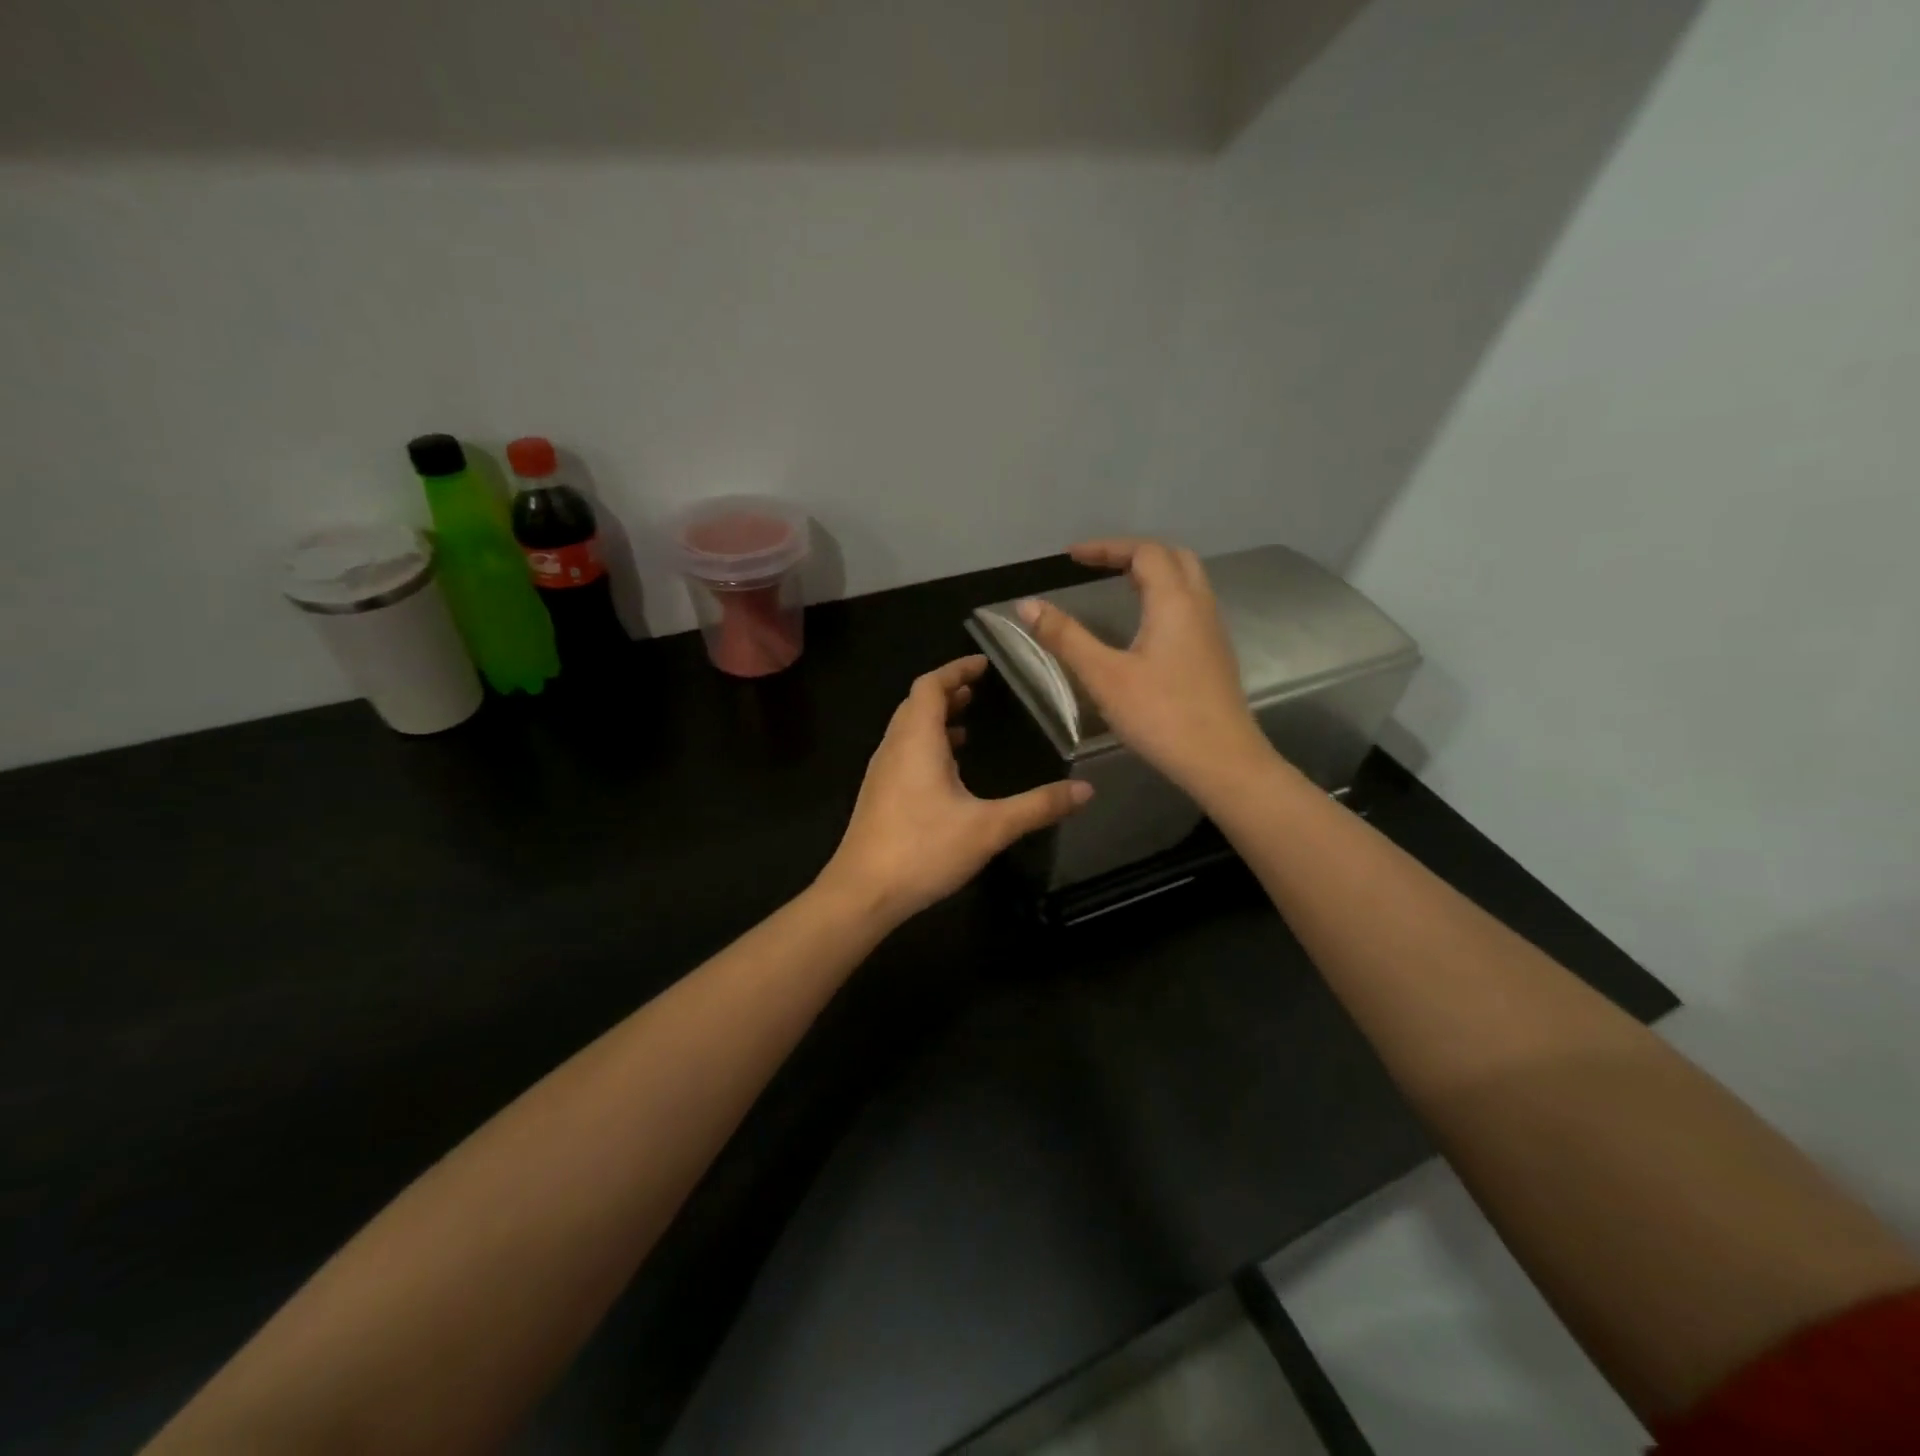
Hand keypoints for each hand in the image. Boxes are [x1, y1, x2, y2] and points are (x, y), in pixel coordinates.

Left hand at [818, 656, 1092, 923]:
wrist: (862, 893)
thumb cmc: (923, 850)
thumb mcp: (989, 828)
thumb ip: (1038, 806)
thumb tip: (1087, 790)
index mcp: (916, 740)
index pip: (931, 686)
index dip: (956, 670)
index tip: (983, 664)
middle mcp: (894, 747)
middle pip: (916, 704)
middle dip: (947, 692)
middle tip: (979, 691)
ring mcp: (881, 772)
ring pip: (907, 729)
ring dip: (935, 719)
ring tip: (967, 724)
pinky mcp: (878, 795)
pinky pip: (903, 753)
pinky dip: (926, 745)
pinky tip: (948, 771)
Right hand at [1018, 539, 1272, 798]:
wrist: (1222, 761)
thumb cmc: (1161, 716)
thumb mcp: (1104, 677)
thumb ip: (1065, 637)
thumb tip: (1026, 604)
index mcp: (1174, 602)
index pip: (1144, 552)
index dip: (1107, 548)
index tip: (1072, 558)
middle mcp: (1200, 606)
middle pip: (1173, 557)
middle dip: (1133, 553)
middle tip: (1098, 566)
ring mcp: (1213, 631)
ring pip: (1187, 582)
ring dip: (1152, 574)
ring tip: (1117, 586)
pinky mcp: (1215, 655)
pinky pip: (1191, 607)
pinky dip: (1165, 598)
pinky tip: (1144, 626)